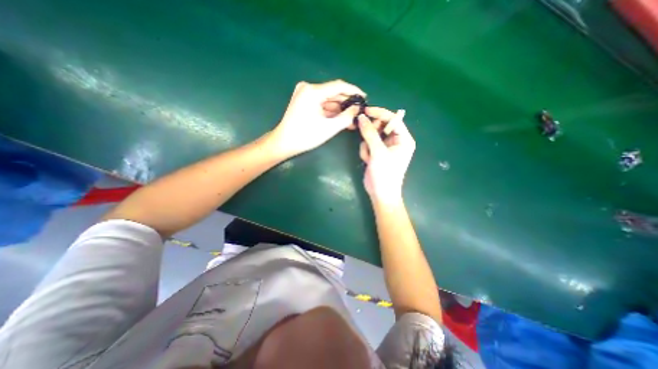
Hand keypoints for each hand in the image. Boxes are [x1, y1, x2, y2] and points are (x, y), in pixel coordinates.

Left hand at [270, 79, 367, 155]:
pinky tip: (341, 118)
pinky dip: (331, 111)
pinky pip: (321, 104)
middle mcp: (308, 88)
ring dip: (340, 108)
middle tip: (359, 111)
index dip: (353, 91)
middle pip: (333, 93)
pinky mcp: (304, 101)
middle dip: (347, 103)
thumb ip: (346, 117)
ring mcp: (305, 94)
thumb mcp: (329, 128)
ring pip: (328, 99)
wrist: (285, 143)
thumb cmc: (306, 136)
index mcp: (313, 91)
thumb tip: (357, 108)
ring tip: (352, 117)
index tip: (364, 97)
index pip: (339, 86)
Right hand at [359, 108, 414, 202]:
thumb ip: (369, 133)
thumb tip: (361, 117)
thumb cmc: (385, 173)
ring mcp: (386, 147)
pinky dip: (366, 151)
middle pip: (381, 126)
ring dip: (367, 145)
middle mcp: (396, 141)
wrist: (380, 193)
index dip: (379, 114)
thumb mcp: (378, 152)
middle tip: (364, 137)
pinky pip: (369, 144)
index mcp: (403, 139)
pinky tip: (367, 161)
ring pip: (372, 135)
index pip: (393, 119)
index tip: (365, 111)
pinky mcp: (377, 153)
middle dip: (371, 133)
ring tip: (368, 156)